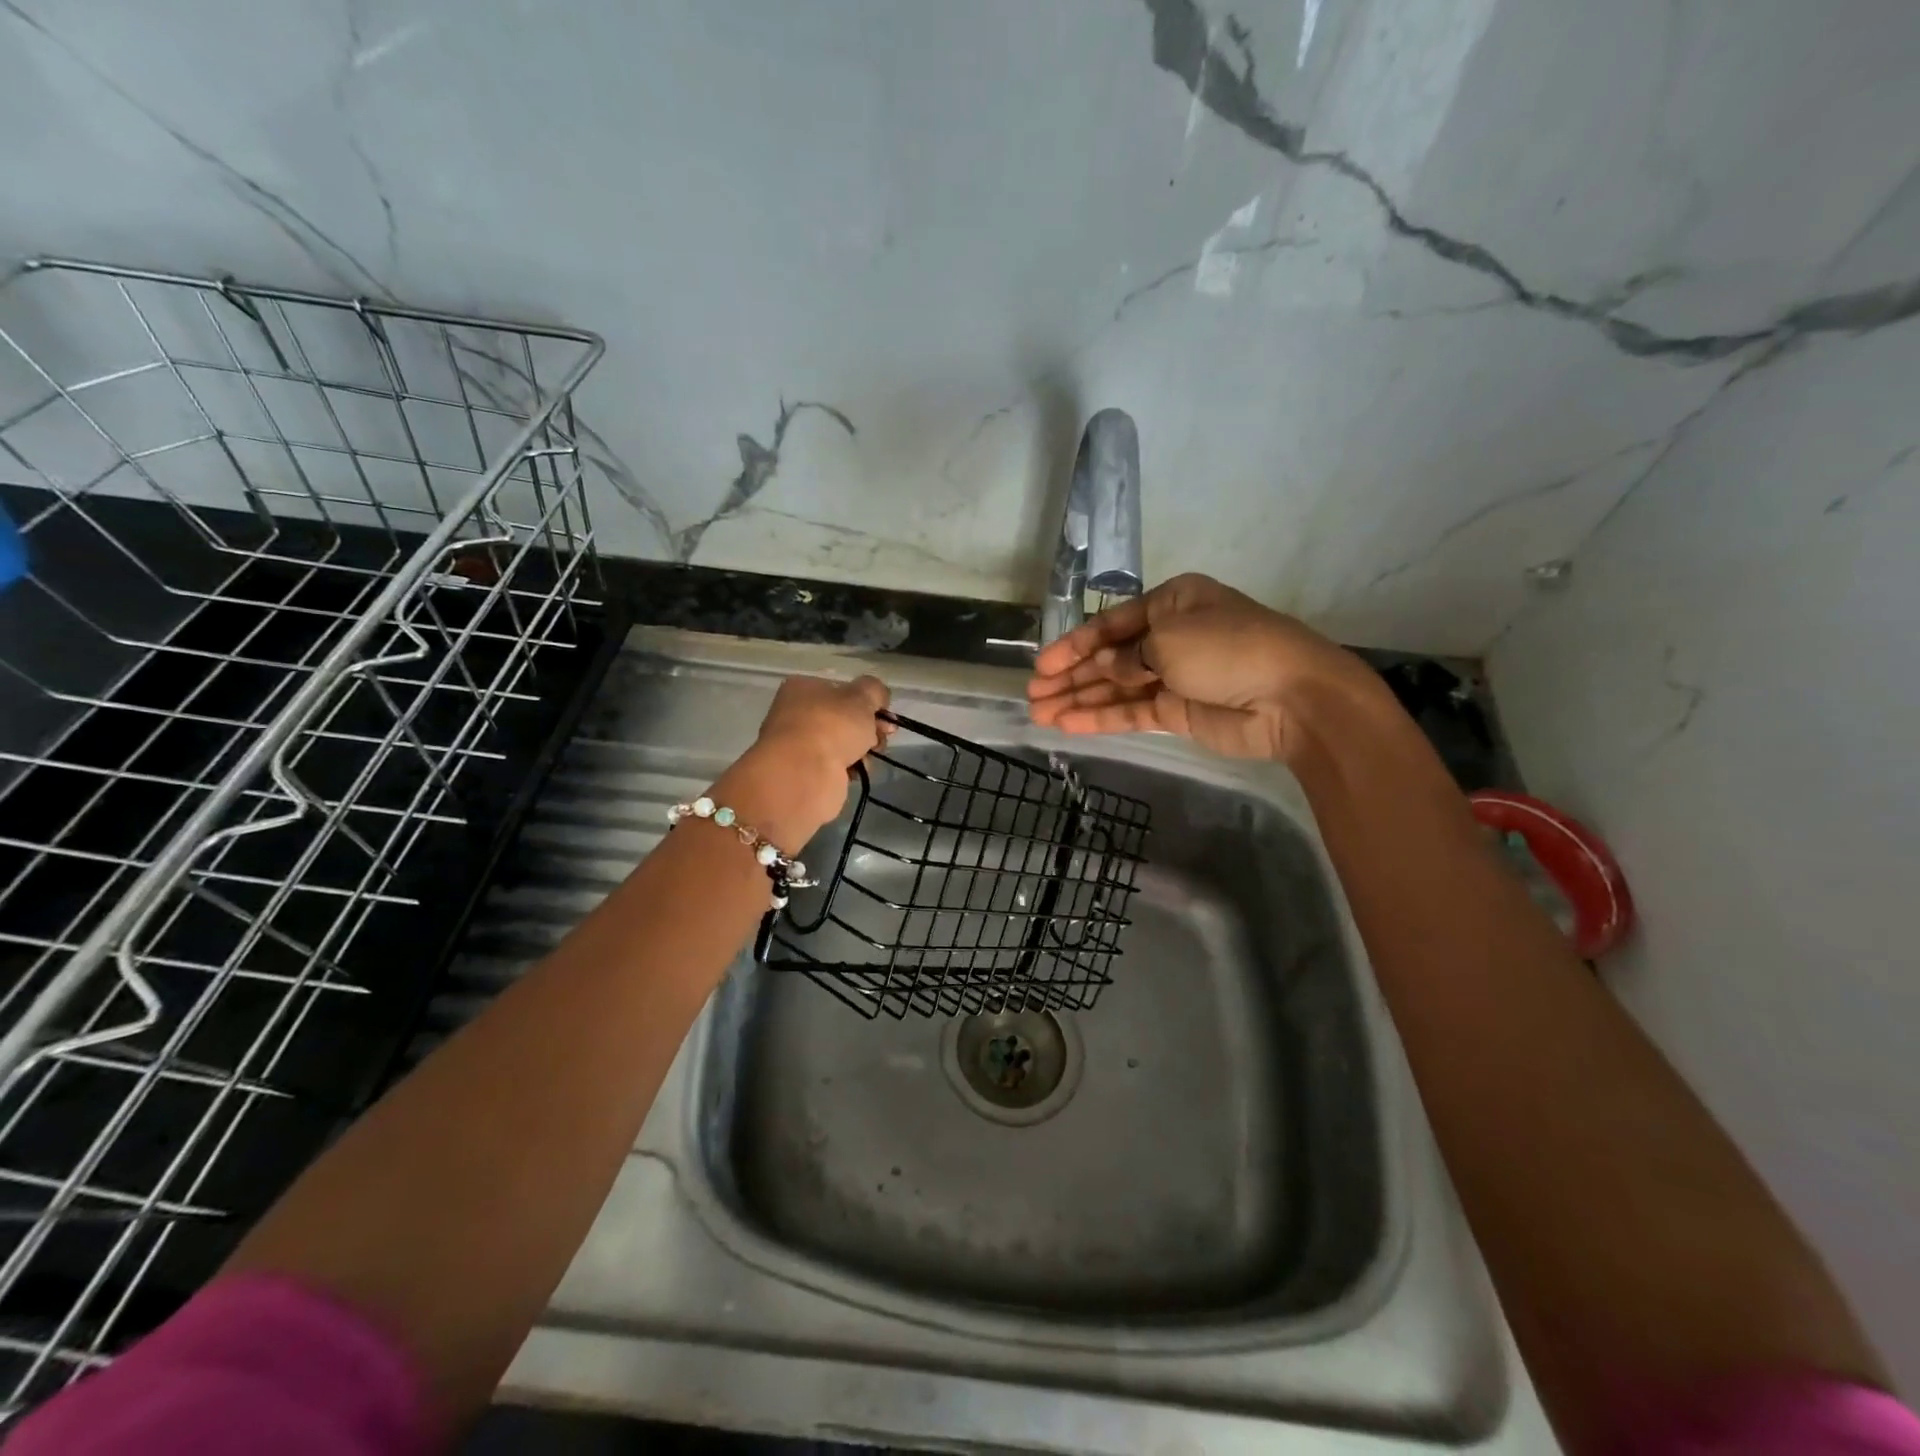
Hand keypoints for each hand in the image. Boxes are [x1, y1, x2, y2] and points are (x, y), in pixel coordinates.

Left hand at [718, 674, 891, 849]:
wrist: (804, 774)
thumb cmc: (831, 725)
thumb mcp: (862, 696)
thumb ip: (875, 690)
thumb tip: (878, 698)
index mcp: (802, 688)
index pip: (842, 690)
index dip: (868, 702)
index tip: (886, 716)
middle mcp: (795, 714)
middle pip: (843, 718)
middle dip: (869, 728)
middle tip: (883, 737)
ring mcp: (798, 745)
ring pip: (842, 743)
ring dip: (861, 750)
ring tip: (867, 757)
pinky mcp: (804, 772)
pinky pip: (836, 766)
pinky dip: (849, 768)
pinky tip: (856, 771)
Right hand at [1026, 573, 1383, 763]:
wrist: (1292, 697)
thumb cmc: (1229, 648)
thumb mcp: (1170, 638)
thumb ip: (1126, 655)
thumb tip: (1103, 667)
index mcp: (1172, 603)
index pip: (1111, 623)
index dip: (1074, 644)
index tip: (1042, 665)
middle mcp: (1170, 636)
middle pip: (1109, 657)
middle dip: (1071, 675)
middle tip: (1032, 694)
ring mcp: (1174, 676)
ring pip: (1116, 688)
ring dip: (1078, 699)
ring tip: (1039, 714)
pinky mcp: (1178, 712)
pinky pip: (1132, 712)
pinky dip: (1101, 718)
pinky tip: (1068, 725)